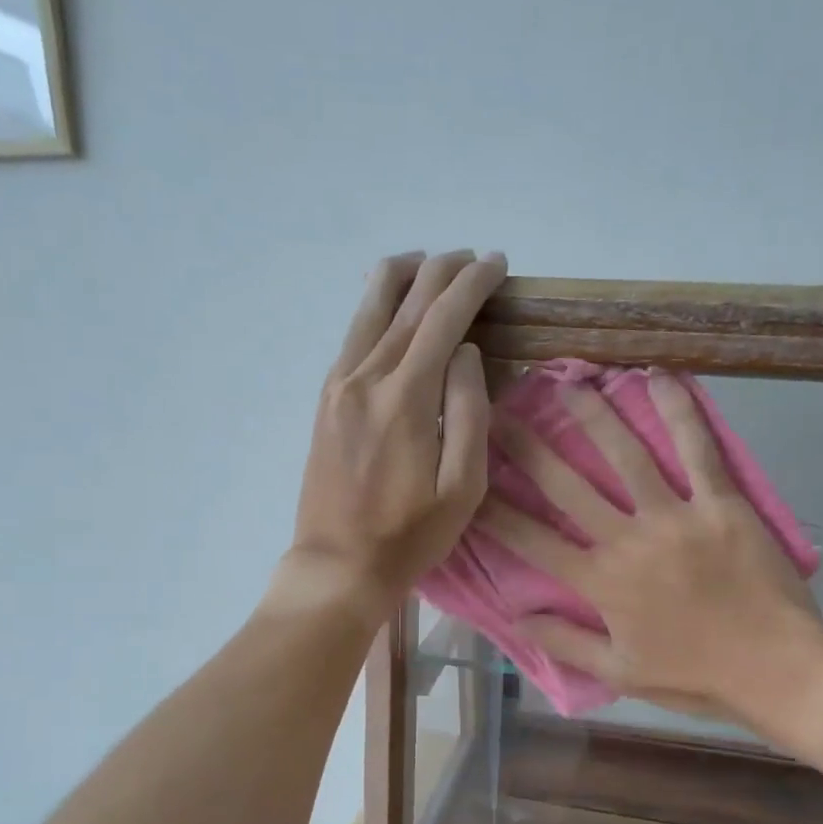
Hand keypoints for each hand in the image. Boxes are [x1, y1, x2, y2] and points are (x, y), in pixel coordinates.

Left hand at [280, 249, 507, 620]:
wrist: (337, 565)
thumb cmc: (410, 535)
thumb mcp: (462, 486)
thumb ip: (469, 411)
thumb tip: (466, 352)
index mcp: (405, 397)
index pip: (443, 318)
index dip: (472, 285)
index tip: (497, 264)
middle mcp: (365, 377)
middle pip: (405, 302)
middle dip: (441, 272)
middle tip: (471, 258)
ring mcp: (338, 386)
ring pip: (368, 309)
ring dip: (401, 279)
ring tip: (428, 263)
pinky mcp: (325, 400)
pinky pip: (352, 336)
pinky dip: (375, 308)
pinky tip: (389, 306)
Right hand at [482, 372, 822, 723]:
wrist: (779, 671)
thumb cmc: (697, 677)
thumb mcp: (621, 674)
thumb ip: (565, 642)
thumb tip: (515, 616)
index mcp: (601, 584)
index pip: (533, 541)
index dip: (495, 510)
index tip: (468, 482)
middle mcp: (628, 541)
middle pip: (568, 486)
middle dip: (527, 448)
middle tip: (499, 412)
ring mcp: (676, 517)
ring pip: (626, 456)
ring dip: (593, 417)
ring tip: (569, 383)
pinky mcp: (721, 504)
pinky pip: (698, 449)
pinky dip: (679, 411)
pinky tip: (658, 377)